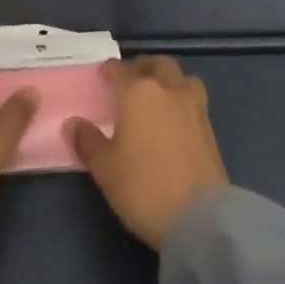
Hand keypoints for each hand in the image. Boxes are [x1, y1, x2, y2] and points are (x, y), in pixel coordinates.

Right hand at [70, 56, 228, 248]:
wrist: (200, 219)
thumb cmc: (143, 186)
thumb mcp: (104, 168)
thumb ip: (87, 141)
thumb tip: (73, 123)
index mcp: (138, 92)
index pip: (121, 69)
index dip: (109, 70)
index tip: (102, 77)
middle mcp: (168, 90)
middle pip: (157, 64)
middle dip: (142, 67)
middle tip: (129, 81)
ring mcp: (194, 108)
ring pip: (182, 78)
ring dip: (168, 80)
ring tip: (156, 96)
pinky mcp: (211, 130)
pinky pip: (194, 100)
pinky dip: (181, 101)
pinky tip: (172, 120)